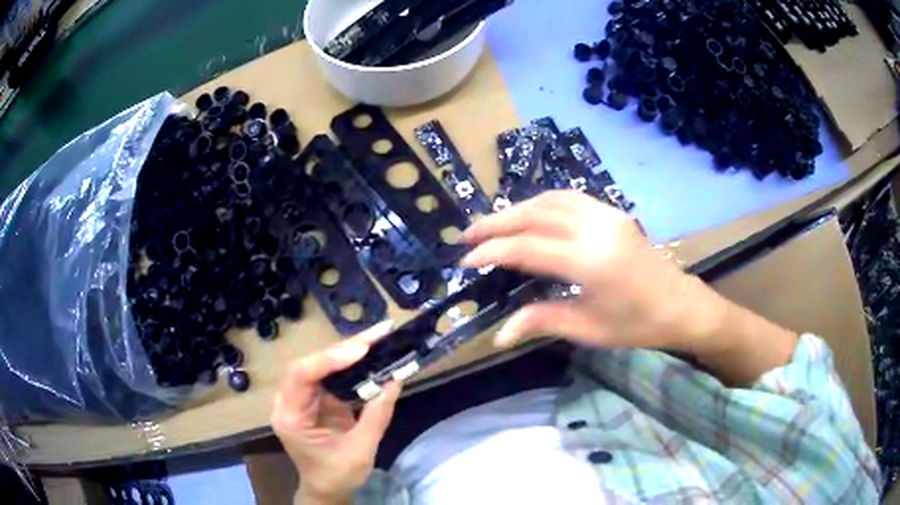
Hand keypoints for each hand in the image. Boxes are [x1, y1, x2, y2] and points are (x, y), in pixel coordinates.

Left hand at [271, 321, 400, 504]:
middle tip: (378, 334)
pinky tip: (370, 353)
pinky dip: (351, 364)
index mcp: (290, 417)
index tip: (362, 350)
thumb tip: (396, 380)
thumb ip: (377, 415)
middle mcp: (290, 401)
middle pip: (311, 364)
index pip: (301, 376)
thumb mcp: (361, 450)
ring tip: (378, 337)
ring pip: (321, 365)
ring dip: (349, 351)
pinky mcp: (315, 399)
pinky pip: (330, 375)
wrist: (327, 489)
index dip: (329, 359)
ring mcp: (301, 398)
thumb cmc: (337, 475)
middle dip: (345, 348)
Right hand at [461, 191, 724, 352]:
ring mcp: (605, 214)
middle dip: (496, 223)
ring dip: (516, 209)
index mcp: (589, 262)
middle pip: (534, 214)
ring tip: (492, 225)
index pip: (527, 248)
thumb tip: (499, 335)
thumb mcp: (588, 328)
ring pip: (549, 200)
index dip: (492, 251)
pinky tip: (529, 214)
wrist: (680, 304)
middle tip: (467, 235)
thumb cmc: (636, 324)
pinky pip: (568, 198)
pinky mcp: (612, 212)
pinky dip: (541, 203)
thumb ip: (541, 321)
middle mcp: (595, 228)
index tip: (465, 261)